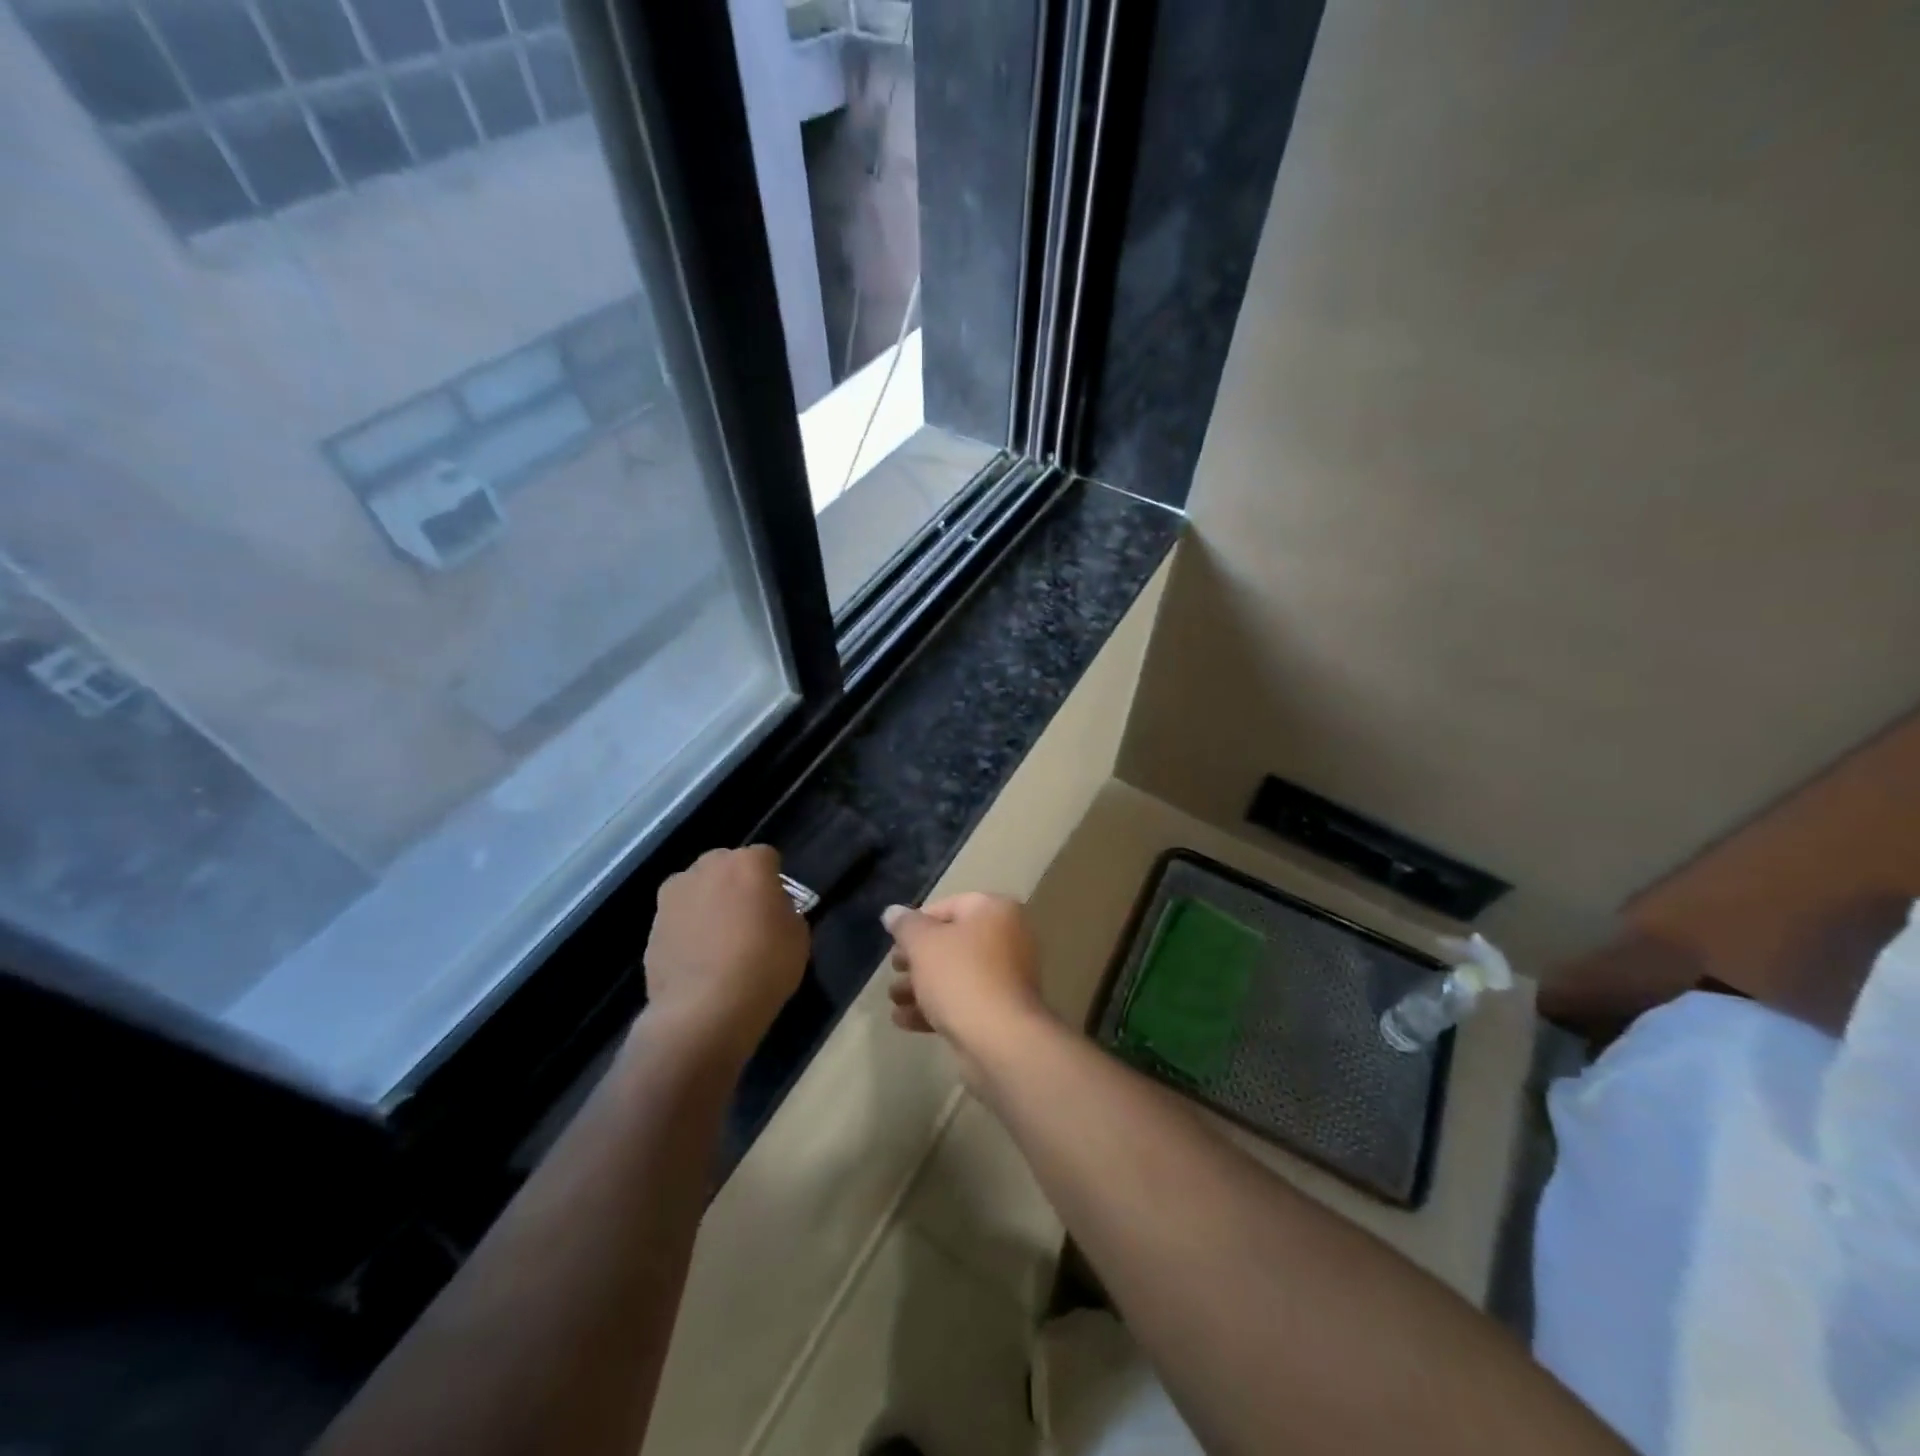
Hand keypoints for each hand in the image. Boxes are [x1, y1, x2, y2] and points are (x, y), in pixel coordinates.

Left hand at [641, 846, 808, 1063]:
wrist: (704, 1010)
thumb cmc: (764, 966)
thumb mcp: (798, 935)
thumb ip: (784, 910)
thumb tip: (771, 910)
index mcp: (748, 863)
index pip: (767, 857)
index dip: (774, 880)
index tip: (778, 905)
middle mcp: (706, 867)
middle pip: (726, 866)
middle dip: (737, 884)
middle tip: (749, 918)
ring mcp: (674, 895)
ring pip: (698, 889)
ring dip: (709, 904)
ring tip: (720, 942)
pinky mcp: (652, 925)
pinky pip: (680, 919)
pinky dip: (689, 931)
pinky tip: (699, 960)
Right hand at [884, 893, 1047, 1077]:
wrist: (1000, 1039)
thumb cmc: (960, 977)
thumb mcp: (923, 944)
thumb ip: (905, 925)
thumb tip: (892, 911)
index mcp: (995, 911)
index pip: (949, 906)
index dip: (917, 922)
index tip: (895, 942)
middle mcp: (1008, 937)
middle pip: (952, 942)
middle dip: (917, 958)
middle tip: (894, 969)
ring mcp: (1008, 976)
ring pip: (956, 974)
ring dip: (921, 985)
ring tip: (894, 998)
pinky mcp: (1002, 1010)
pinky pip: (965, 1000)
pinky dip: (937, 1006)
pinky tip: (905, 1020)